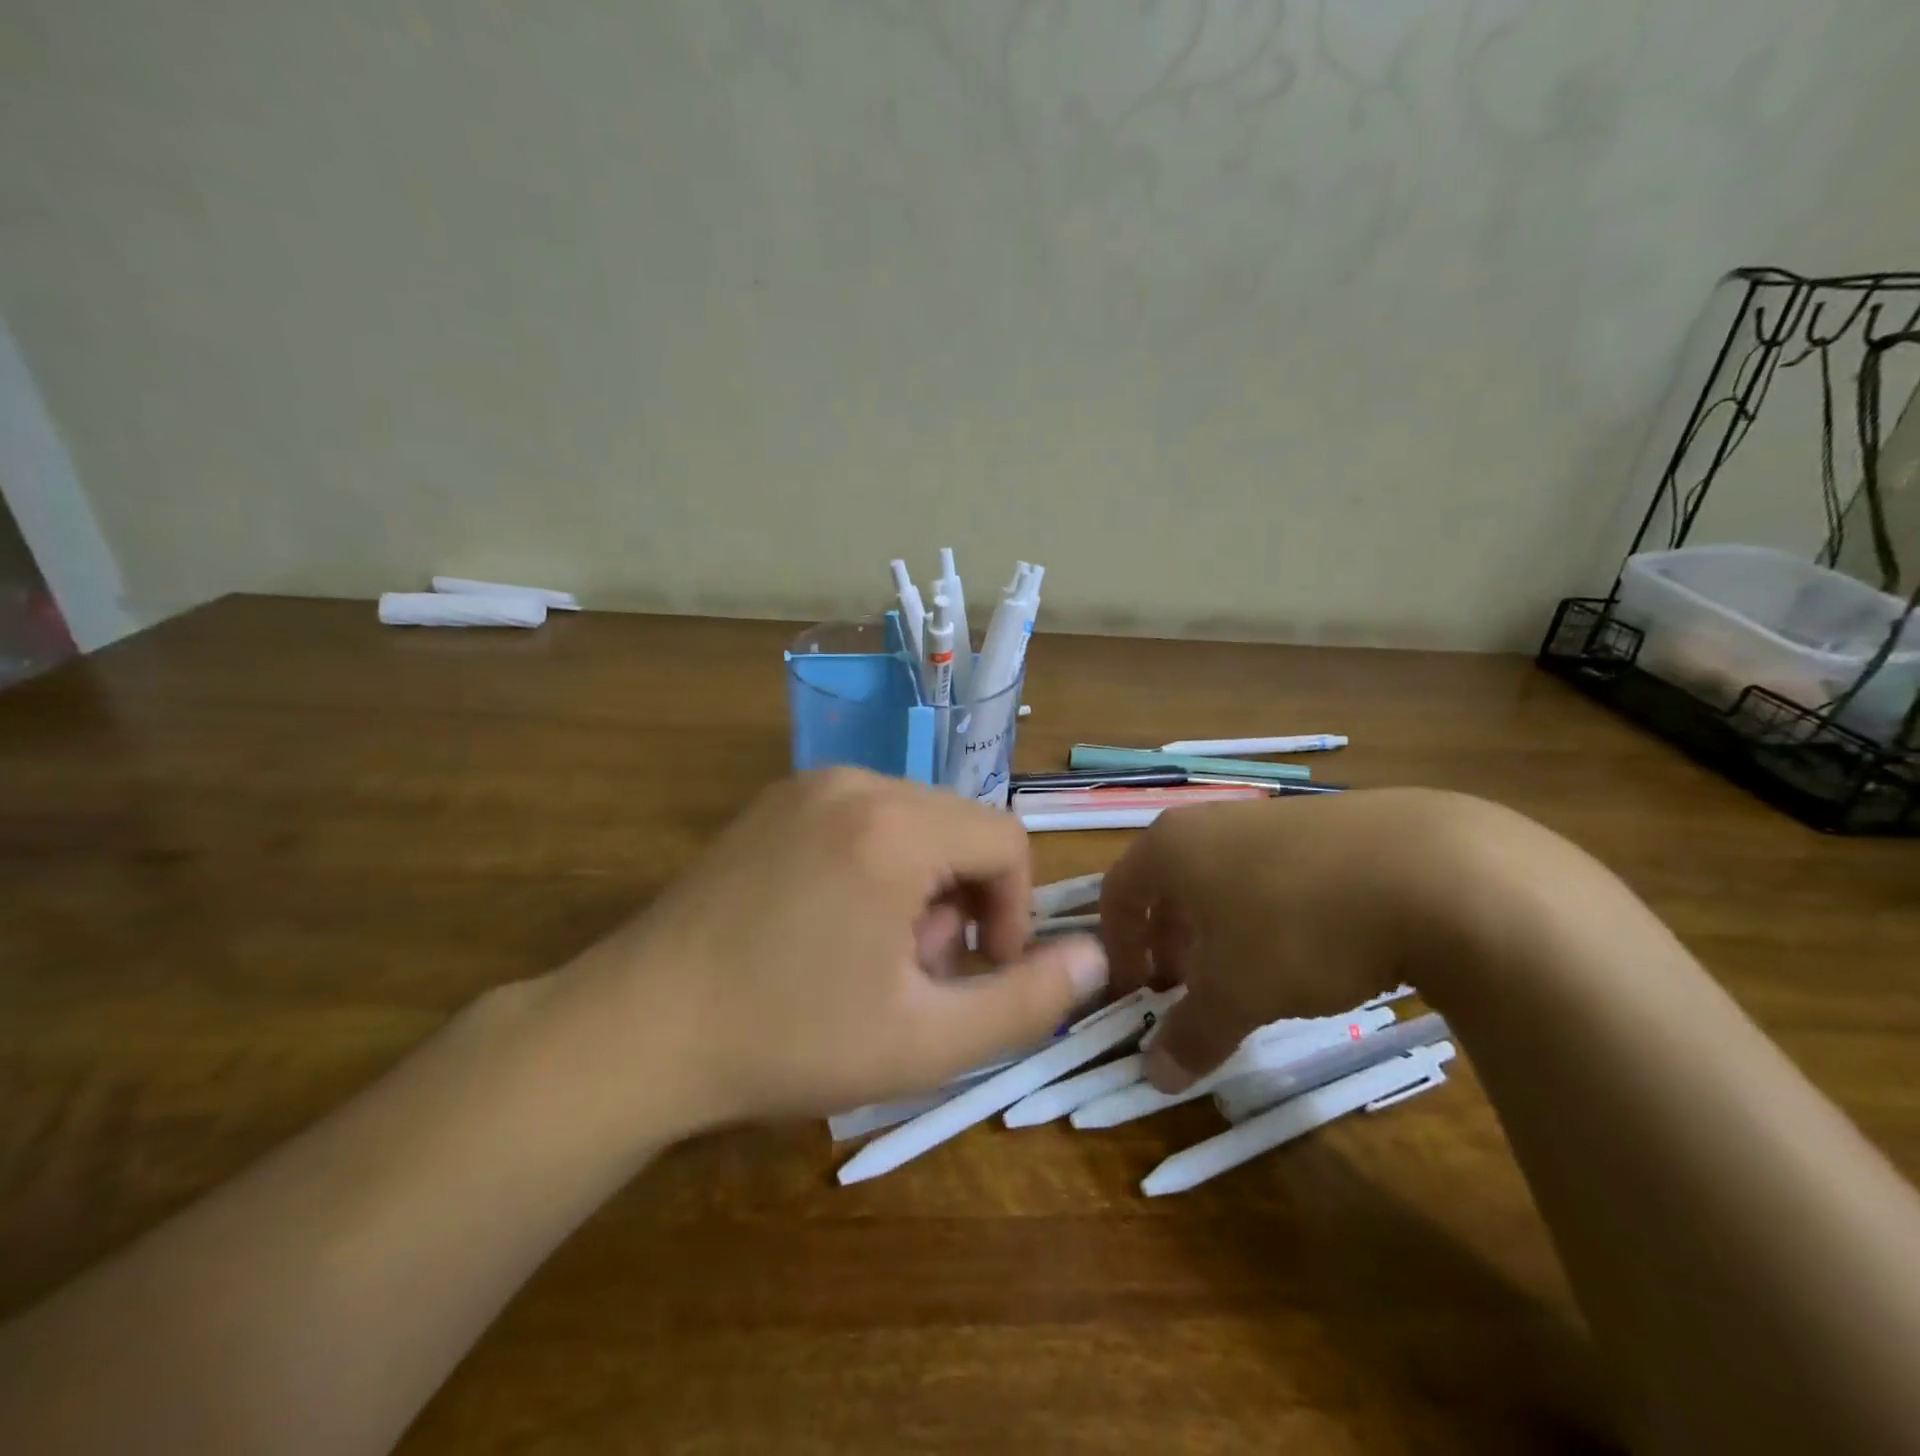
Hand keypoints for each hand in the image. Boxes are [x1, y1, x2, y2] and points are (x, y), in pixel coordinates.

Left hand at [553, 768, 1108, 1132]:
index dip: (1012, 912)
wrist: (638, 1029)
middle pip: (960, 827)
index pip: (1006, 841)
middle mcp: (855, 781)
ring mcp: (808, 784)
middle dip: (961, 900)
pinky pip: (865, 816)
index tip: (976, 972)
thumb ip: (1027, 1000)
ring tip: (870, 953)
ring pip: (915, 820)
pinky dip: (877, 864)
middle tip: (913, 972)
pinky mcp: (776, 800)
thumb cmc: (788, 1038)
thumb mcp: (925, 1041)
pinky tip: (831, 923)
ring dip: (920, 885)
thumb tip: (1097, 956)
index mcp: (895, 826)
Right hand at [1100, 788, 1509, 1090]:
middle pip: (1169, 886)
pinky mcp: (1328, 825)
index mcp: (1171, 847)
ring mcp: (1272, 817)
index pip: (1118, 894)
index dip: (1118, 949)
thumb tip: (1157, 1076)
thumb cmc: (1299, 928)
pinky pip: (1275, 873)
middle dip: (1171, 944)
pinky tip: (1313, 951)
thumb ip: (1191, 1034)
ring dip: (1221, 932)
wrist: (1435, 872)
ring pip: (1223, 880)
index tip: (1135, 995)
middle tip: (1189, 993)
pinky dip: (1272, 914)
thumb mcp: (1238, 993)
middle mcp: (1211, 822)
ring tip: (1251, 978)